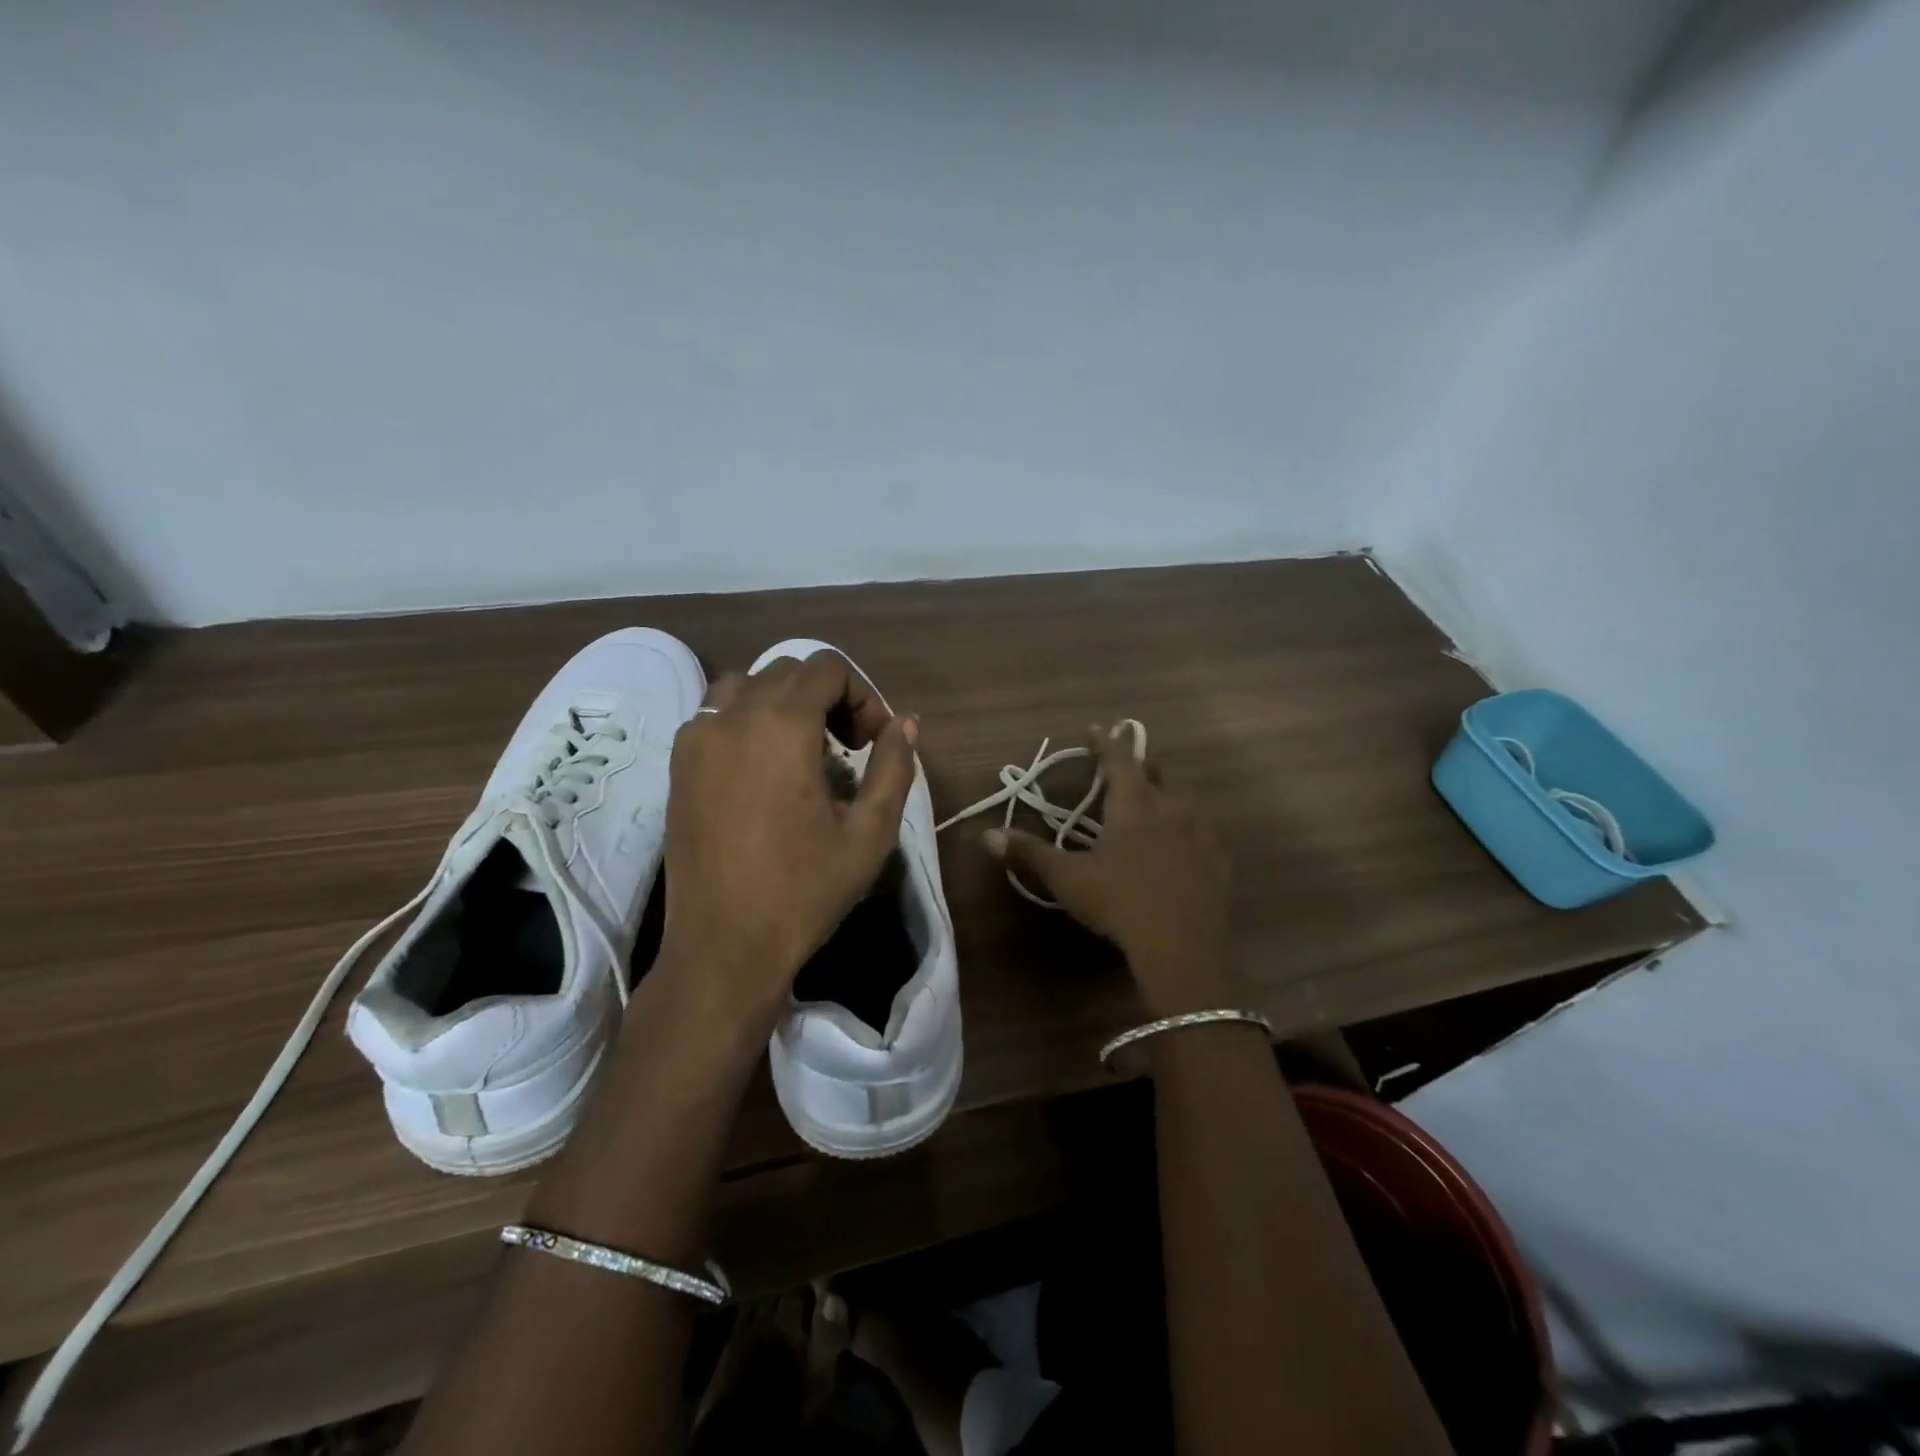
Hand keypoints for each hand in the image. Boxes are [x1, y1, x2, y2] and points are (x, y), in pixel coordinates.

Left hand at [657, 653, 916, 1038]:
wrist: (723, 947)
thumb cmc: (804, 891)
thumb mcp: (870, 833)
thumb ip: (894, 768)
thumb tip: (905, 724)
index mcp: (781, 726)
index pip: (827, 668)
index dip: (862, 696)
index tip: (873, 744)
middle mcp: (732, 717)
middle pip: (788, 672)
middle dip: (828, 698)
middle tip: (849, 749)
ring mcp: (696, 739)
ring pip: (747, 685)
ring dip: (785, 703)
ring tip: (804, 752)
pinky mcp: (677, 765)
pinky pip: (716, 714)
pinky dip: (748, 720)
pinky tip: (763, 769)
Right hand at [986, 725, 1231, 1016]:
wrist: (1181, 947)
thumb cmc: (1118, 902)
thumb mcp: (1068, 878)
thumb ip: (1029, 852)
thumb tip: (987, 835)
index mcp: (1133, 805)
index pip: (1119, 760)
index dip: (1106, 742)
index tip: (1096, 727)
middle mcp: (1171, 808)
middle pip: (1154, 775)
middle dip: (1136, 766)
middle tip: (1121, 768)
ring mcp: (1201, 833)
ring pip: (1181, 802)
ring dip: (1162, 798)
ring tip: (1149, 808)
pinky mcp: (1218, 860)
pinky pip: (1201, 832)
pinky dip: (1186, 830)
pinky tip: (1181, 846)